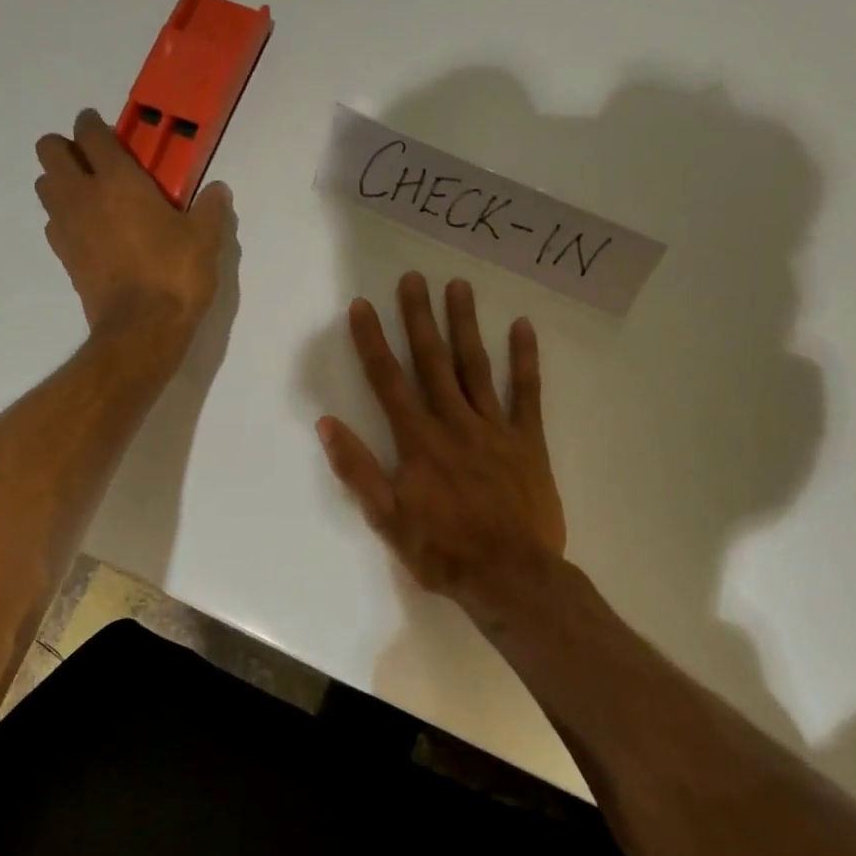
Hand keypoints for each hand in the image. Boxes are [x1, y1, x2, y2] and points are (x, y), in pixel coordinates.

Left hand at [35, 109, 232, 352]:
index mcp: (117, 180)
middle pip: (50, 151)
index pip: (91, 133)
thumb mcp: (205, 240)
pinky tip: (90, 232)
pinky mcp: (64, 257)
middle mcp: (82, 195)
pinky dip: (65, 218)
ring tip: (90, 196)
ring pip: (45, 186)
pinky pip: (53, 223)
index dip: (93, 124)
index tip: (105, 129)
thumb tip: (218, 190)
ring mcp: (67, 227)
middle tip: (94, 162)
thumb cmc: (174, 276)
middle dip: (66, 148)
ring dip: (60, 182)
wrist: (142, 329)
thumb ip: (210, 209)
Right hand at [317, 272, 566, 615]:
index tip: (362, 306)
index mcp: (418, 442)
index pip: (388, 382)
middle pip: (432, 362)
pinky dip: (524, 359)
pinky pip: (526, 393)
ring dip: (465, 325)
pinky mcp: (528, 441)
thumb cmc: (442, 551)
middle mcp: (454, 423)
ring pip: (476, 367)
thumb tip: (328, 424)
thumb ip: (357, 469)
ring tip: (459, 286)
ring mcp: (494, 428)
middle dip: (419, 318)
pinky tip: (521, 326)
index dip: (372, 342)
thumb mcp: (387, 519)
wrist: (510, 576)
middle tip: (413, 278)